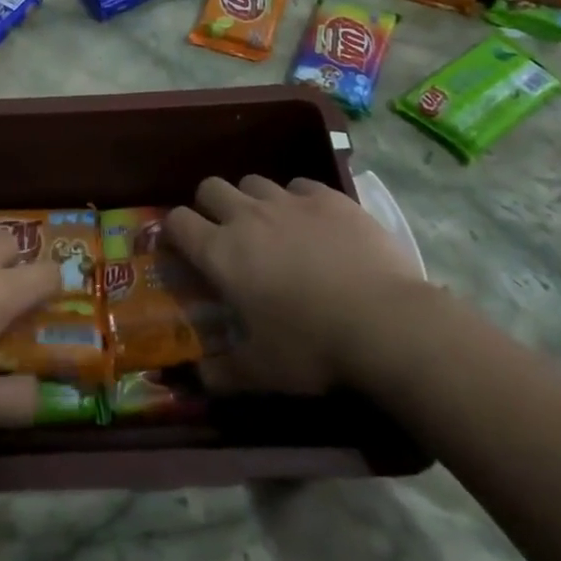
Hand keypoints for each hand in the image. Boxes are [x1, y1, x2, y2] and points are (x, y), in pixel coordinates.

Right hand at [164, 176, 433, 396]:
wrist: (386, 323)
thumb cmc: (312, 347)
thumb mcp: (262, 371)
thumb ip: (223, 373)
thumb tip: (198, 378)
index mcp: (221, 253)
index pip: (176, 221)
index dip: (174, 231)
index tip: (183, 249)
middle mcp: (247, 216)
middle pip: (210, 187)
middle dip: (209, 206)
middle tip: (225, 234)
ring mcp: (290, 201)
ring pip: (254, 182)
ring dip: (252, 200)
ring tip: (271, 227)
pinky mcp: (329, 197)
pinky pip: (299, 185)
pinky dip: (297, 200)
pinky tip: (313, 223)